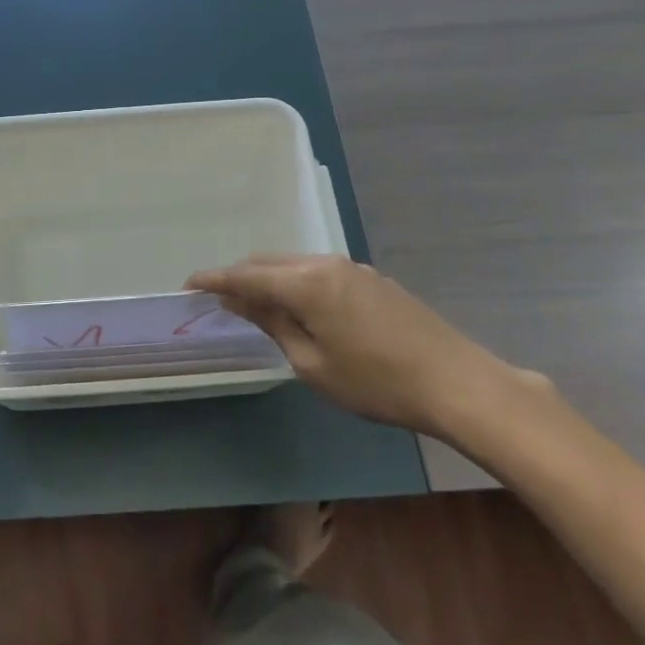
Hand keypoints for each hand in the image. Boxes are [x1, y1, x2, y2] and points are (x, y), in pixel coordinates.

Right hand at [186, 254, 526, 438]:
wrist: (457, 382)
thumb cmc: (376, 382)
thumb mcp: (312, 363)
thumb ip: (272, 324)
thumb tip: (239, 300)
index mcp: (305, 282)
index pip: (245, 274)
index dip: (214, 279)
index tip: (188, 285)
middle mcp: (325, 264)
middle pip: (269, 262)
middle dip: (240, 277)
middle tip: (219, 299)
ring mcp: (353, 269)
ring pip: (295, 265)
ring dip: (270, 279)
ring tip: (256, 305)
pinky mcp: (372, 280)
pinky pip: (319, 273)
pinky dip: (297, 284)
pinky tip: (299, 308)